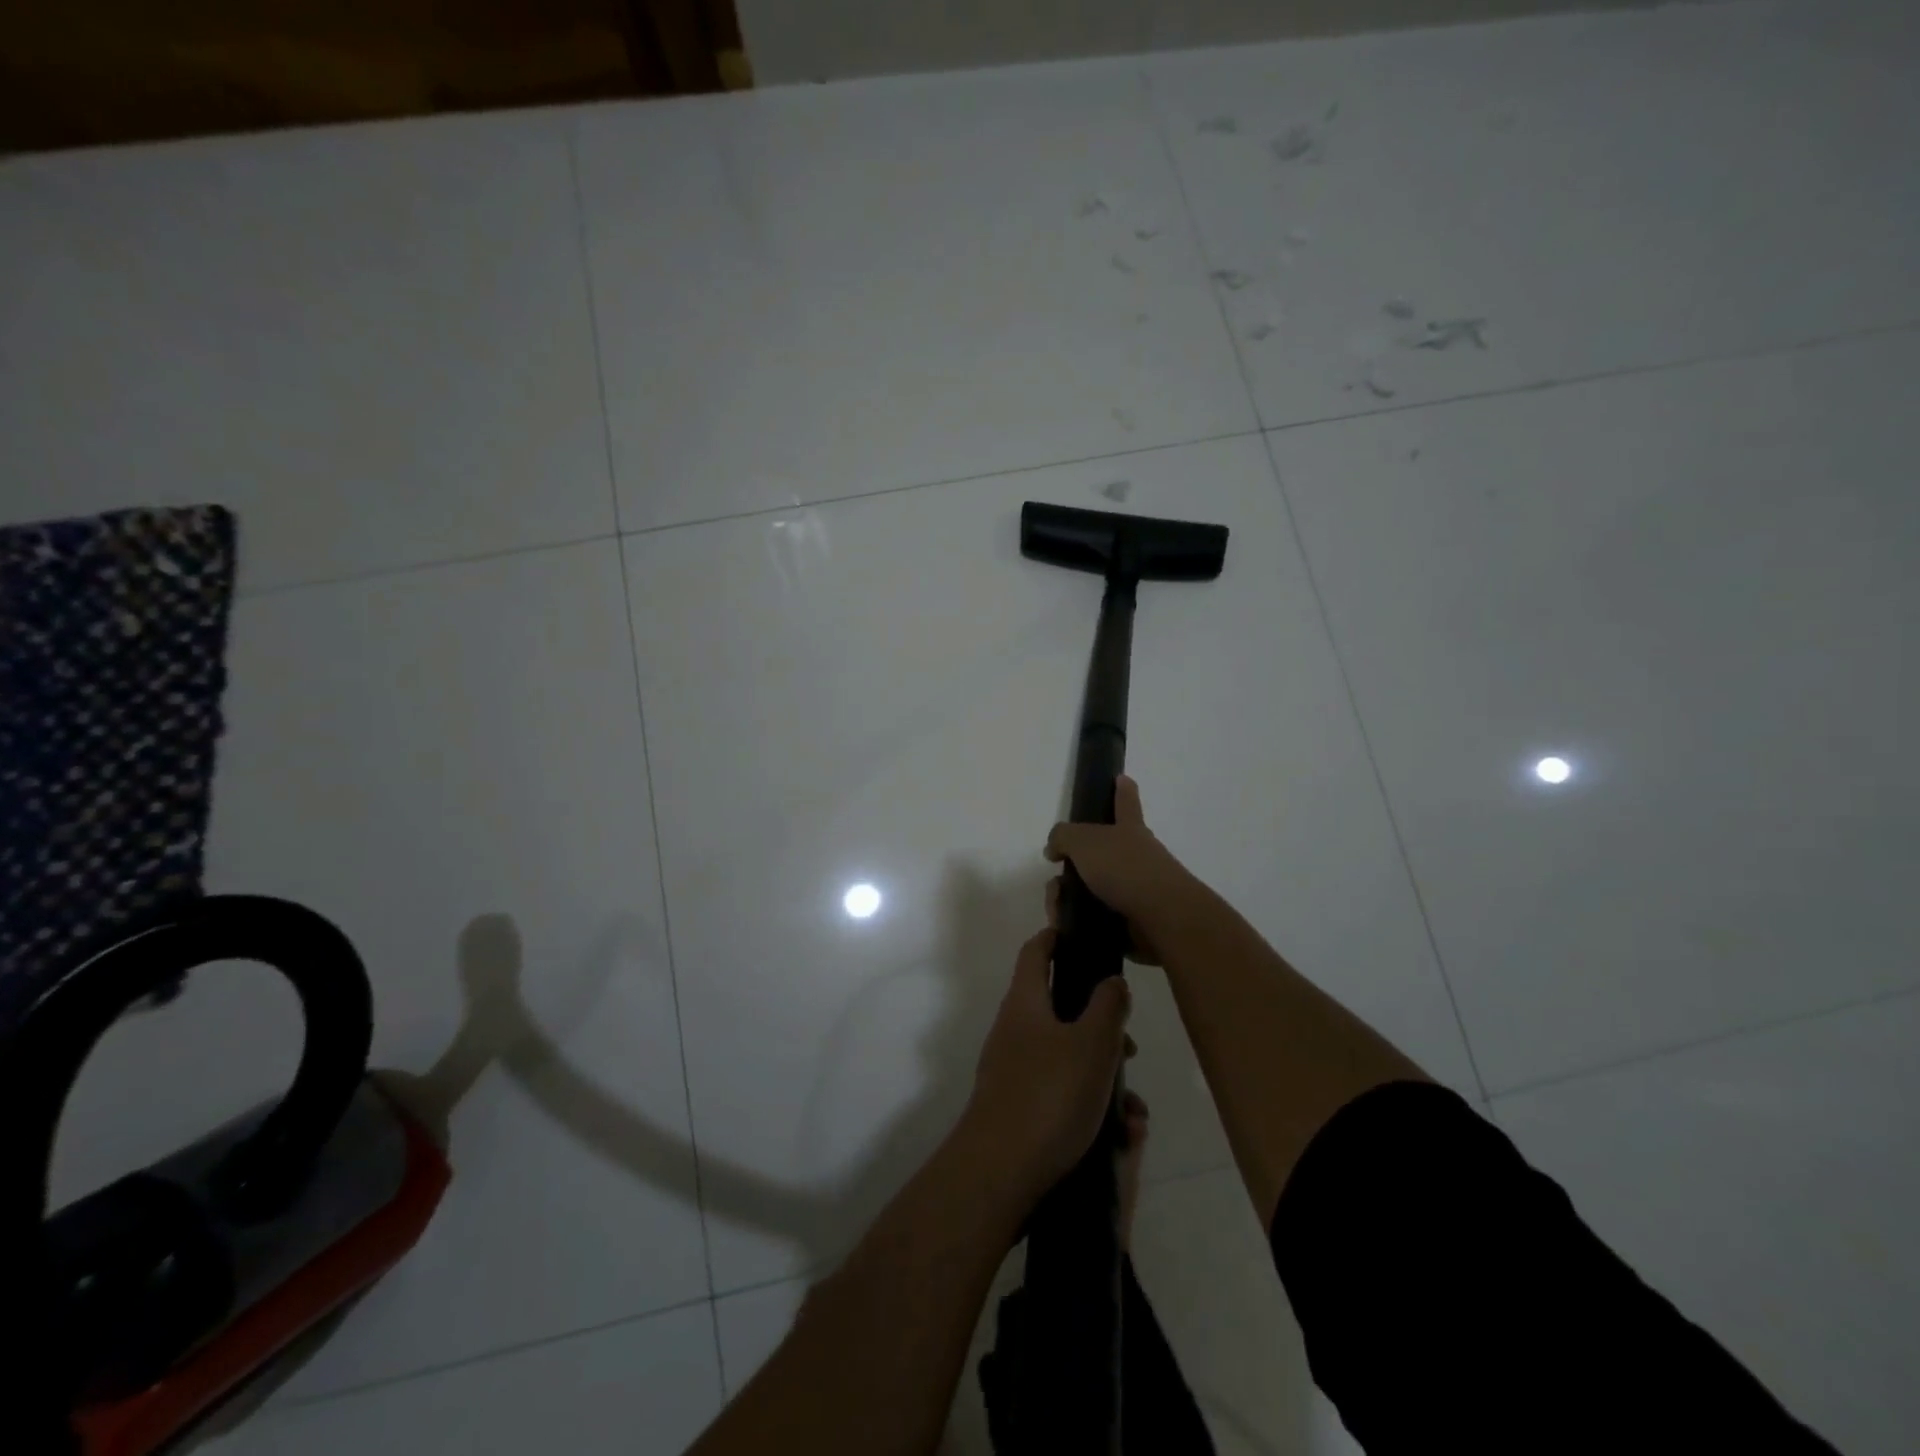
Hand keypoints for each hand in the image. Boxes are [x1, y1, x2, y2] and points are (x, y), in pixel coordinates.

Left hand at [963, 928, 1131, 1205]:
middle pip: (1060, 1008)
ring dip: (1103, 1074)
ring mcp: (1014, 1070)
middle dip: (1100, 1024)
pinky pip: (1063, 1093)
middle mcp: (1015, 1030)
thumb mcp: (1092, 1045)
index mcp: (1025, 1002)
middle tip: (1130, 1044)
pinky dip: (1091, 1106)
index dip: (1058, 937)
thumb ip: (1108, 1006)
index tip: (1085, 937)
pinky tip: (1121, 1136)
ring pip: (1068, 1056)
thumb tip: (1111, 981)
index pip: (1036, 951)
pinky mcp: (1020, 1107)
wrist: (999, 1173)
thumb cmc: (1049, 1095)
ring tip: (1134, 1110)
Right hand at [1044, 776, 1200, 965]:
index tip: (1122, 778)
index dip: (1123, 790)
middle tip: (1056, 883)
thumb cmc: (1125, 869)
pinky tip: (1065, 926)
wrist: (1162, 920)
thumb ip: (1062, 837)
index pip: (1125, 803)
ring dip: (1066, 900)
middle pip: (1096, 854)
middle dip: (1072, 867)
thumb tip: (1054, 849)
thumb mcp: (1084, 841)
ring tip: (1057, 911)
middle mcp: (1135, 857)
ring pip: (1089, 889)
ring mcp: (1134, 891)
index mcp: (1129, 830)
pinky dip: (1076, 922)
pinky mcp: (1129, 922)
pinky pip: (1093, 918)